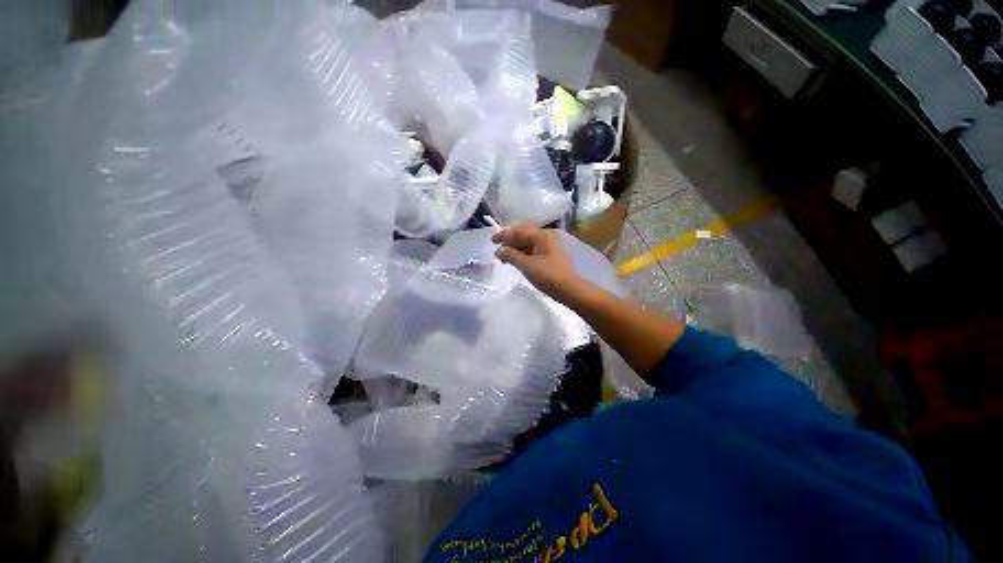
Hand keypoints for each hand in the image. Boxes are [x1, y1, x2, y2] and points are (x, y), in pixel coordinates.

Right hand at [493, 224, 582, 300]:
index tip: (492, 241)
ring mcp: (549, 245)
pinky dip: (522, 253)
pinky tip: (515, 260)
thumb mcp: (526, 265)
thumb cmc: (548, 276)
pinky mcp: (549, 254)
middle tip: (497, 249)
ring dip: (515, 248)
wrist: (568, 289)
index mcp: (542, 235)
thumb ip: (511, 255)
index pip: (519, 231)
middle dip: (509, 241)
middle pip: (523, 234)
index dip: (504, 235)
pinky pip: (532, 249)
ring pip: (528, 242)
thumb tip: (499, 250)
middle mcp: (546, 236)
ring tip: (504, 258)